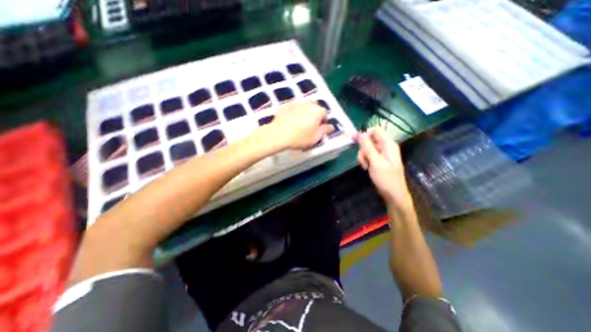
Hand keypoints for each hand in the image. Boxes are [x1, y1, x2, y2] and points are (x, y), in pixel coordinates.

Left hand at [269, 101, 331, 148]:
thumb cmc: (300, 138)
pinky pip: (293, 108)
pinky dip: (294, 113)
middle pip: (314, 108)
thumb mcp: (315, 138)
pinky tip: (290, 121)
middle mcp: (308, 104)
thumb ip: (324, 131)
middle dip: (314, 115)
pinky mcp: (285, 105)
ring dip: (304, 113)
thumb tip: (331, 126)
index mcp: (317, 111)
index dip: (322, 122)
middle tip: (309, 126)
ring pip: (304, 107)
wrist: (279, 134)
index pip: (324, 114)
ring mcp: (296, 103)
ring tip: (299, 123)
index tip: (318, 129)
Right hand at [358, 127, 411, 208]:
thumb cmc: (386, 178)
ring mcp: (381, 154)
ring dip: (363, 157)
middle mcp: (385, 146)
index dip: (364, 134)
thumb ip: (368, 147)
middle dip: (363, 149)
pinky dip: (365, 160)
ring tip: (366, 166)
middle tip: (364, 160)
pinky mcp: (378, 160)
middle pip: (369, 140)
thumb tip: (360, 134)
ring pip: (367, 148)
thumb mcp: (375, 162)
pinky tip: (366, 168)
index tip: (355, 141)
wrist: (392, 194)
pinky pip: (368, 155)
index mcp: (388, 144)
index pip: (375, 130)